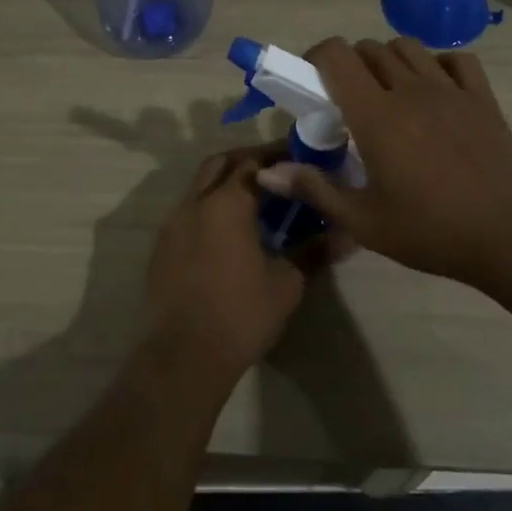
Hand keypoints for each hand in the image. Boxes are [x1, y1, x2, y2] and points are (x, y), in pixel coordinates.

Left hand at [141, 145, 307, 387]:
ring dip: (225, 182)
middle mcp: (195, 202)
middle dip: (247, 160)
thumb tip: (349, 234)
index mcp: (226, 203)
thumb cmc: (241, 314)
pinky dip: (208, 206)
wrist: (185, 354)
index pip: (253, 161)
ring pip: (199, 185)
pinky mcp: (162, 245)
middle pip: (220, 163)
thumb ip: (315, 251)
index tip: (299, 159)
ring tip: (255, 201)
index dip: (277, 156)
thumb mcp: (287, 283)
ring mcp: (173, 222)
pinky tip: (227, 231)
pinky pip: (187, 210)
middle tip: (277, 172)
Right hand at [257, 37, 511, 285]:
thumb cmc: (429, 230)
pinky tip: (434, 89)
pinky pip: (456, 60)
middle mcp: (409, 90)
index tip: (312, 81)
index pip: (337, 55)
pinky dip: (438, 64)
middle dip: (350, 64)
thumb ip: (313, 189)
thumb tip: (265, 174)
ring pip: (408, 48)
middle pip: (369, 48)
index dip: (317, 57)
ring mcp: (450, 90)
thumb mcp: (362, 220)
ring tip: (387, 92)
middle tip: (347, 99)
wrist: (509, 237)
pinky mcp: (482, 98)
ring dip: (389, 60)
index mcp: (376, 114)